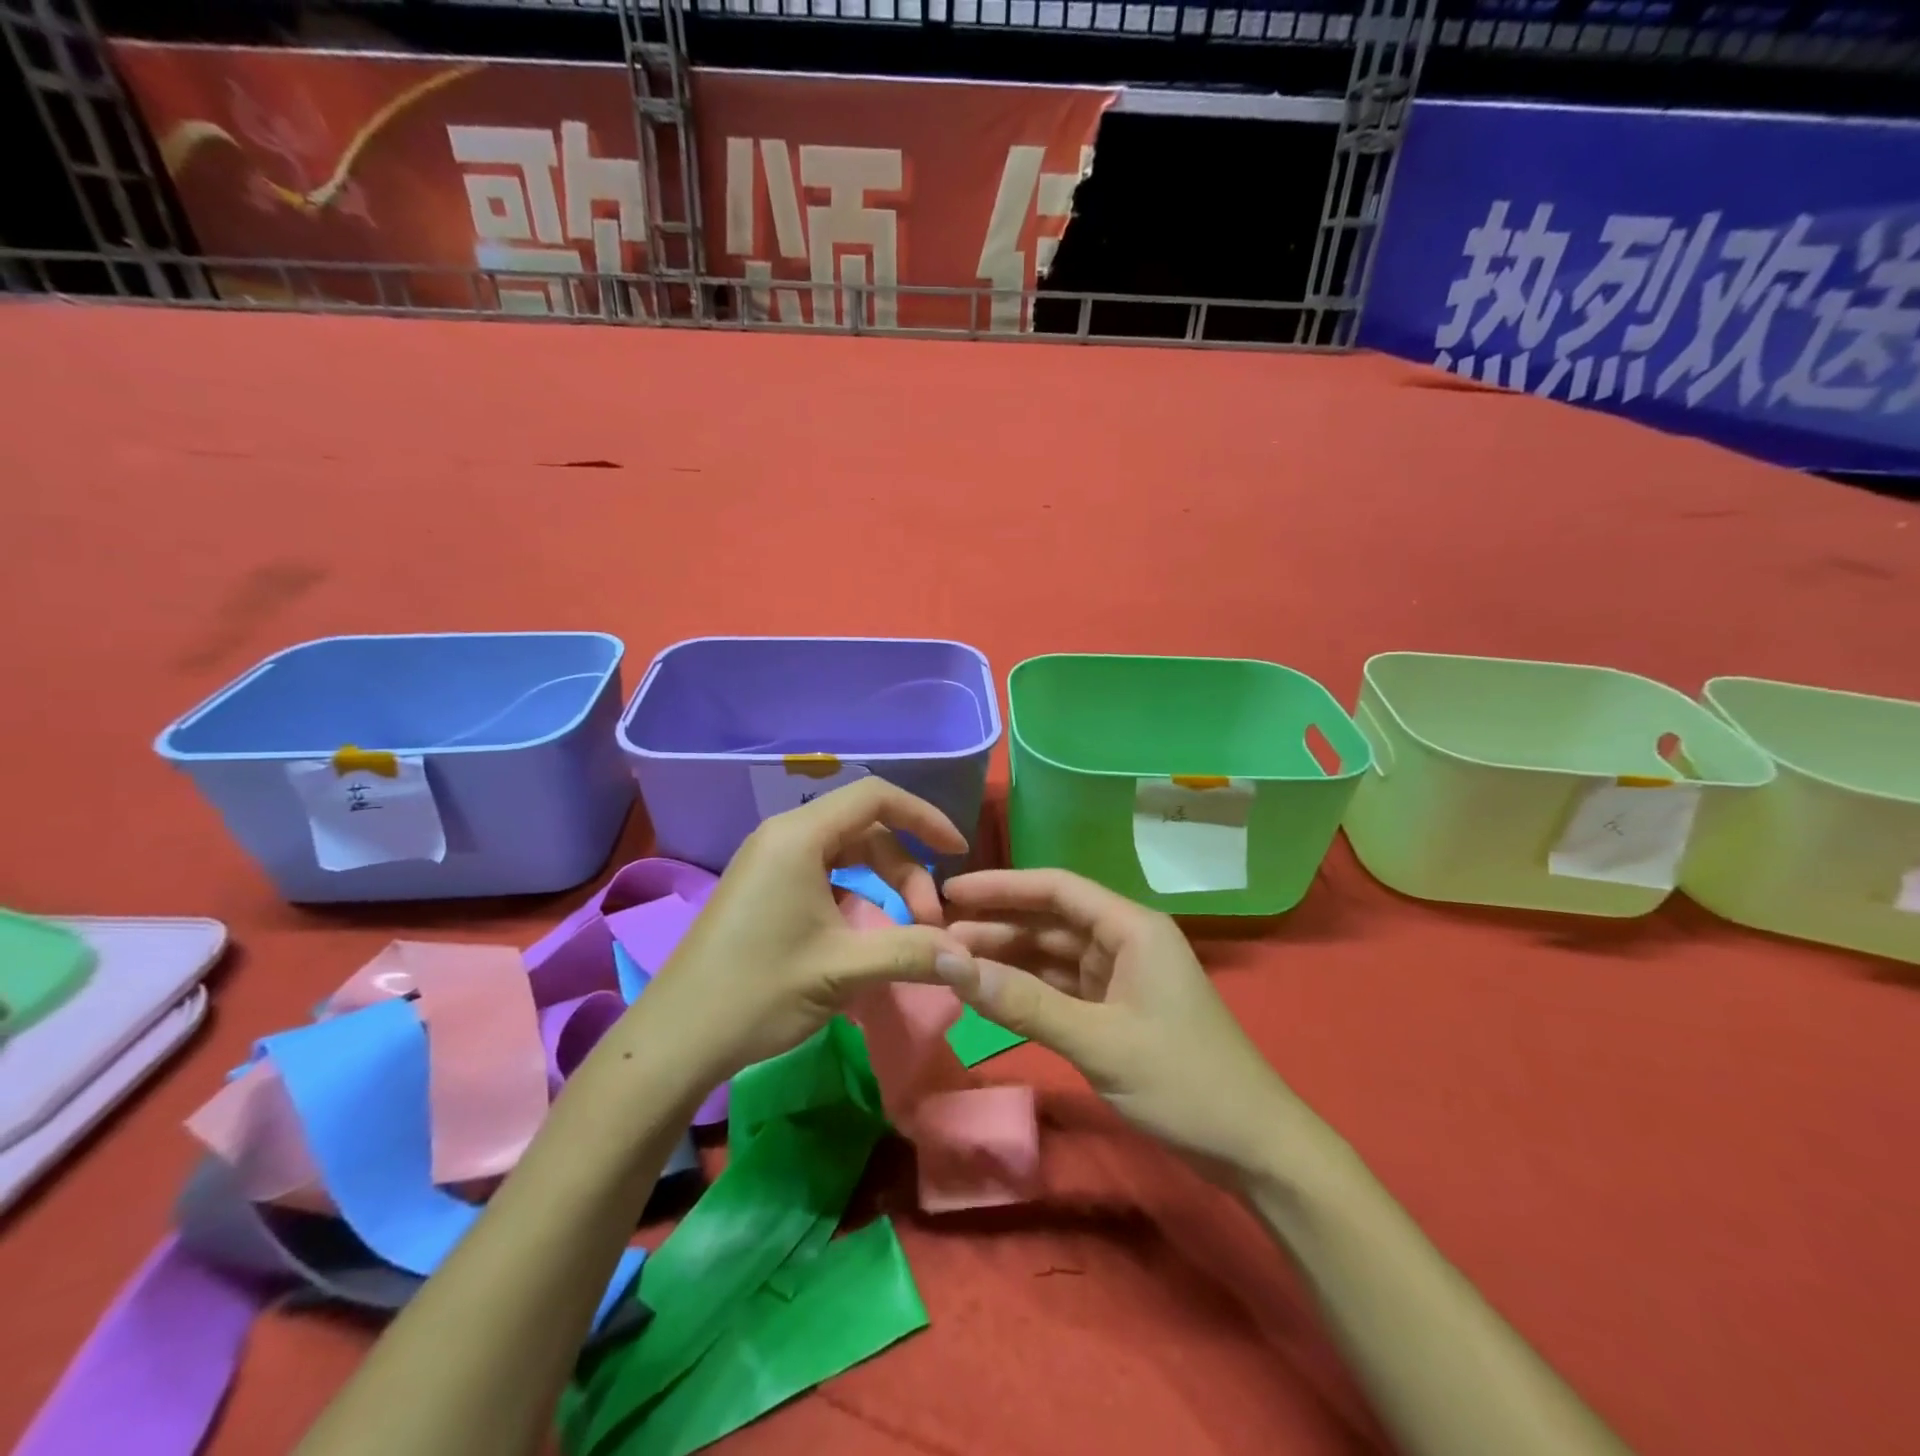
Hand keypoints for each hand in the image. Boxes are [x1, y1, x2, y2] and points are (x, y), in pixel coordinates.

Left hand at [640, 779, 974, 1081]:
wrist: (675, 1040)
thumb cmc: (758, 992)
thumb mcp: (843, 970)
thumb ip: (912, 953)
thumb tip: (970, 956)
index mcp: (799, 836)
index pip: (876, 797)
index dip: (924, 817)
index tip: (957, 851)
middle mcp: (783, 835)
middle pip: (865, 828)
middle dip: (905, 869)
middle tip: (927, 924)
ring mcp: (768, 861)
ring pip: (846, 852)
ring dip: (882, 882)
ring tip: (903, 931)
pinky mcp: (761, 887)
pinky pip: (823, 871)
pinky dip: (855, 892)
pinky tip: (863, 931)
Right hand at [936, 868, 1295, 1175]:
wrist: (1253, 1148)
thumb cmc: (1182, 1082)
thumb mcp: (1097, 1041)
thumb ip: (1023, 1002)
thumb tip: (949, 964)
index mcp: (1132, 927)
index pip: (1055, 888)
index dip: (1000, 887)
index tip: (949, 893)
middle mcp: (1126, 940)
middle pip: (1050, 920)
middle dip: (997, 926)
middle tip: (937, 935)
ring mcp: (1123, 976)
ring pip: (1053, 955)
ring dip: (1008, 958)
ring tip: (953, 963)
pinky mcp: (1119, 1010)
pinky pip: (1064, 987)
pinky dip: (1029, 990)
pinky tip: (992, 993)